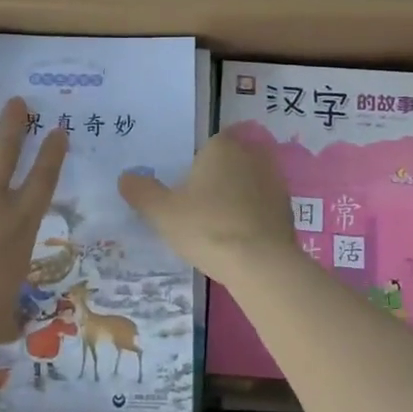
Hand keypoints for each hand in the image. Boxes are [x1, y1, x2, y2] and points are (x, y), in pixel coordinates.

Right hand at [118, 132, 300, 285]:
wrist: (261, 264)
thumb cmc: (207, 228)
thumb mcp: (162, 212)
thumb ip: (141, 192)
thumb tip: (125, 177)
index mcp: (222, 147)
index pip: (205, 147)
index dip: (194, 168)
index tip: (184, 193)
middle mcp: (252, 155)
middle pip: (227, 164)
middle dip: (215, 181)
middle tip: (197, 210)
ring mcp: (274, 181)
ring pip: (246, 184)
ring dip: (235, 199)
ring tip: (218, 228)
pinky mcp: (288, 208)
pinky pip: (262, 206)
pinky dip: (252, 217)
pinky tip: (239, 239)